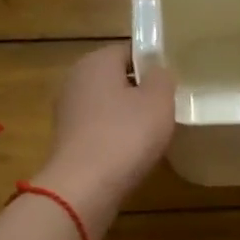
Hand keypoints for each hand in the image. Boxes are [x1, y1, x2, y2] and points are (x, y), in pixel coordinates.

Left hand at [34, 44, 175, 225]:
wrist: (84, 187)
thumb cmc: (125, 136)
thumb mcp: (159, 101)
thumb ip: (163, 78)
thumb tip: (157, 72)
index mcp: (96, 61)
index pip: (130, 52)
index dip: (153, 67)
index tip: (172, 87)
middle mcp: (75, 80)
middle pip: (116, 80)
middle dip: (140, 94)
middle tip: (166, 113)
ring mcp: (67, 112)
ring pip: (107, 107)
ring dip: (127, 119)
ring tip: (151, 137)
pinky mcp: (67, 141)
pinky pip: (98, 131)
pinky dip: (114, 139)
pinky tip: (130, 156)